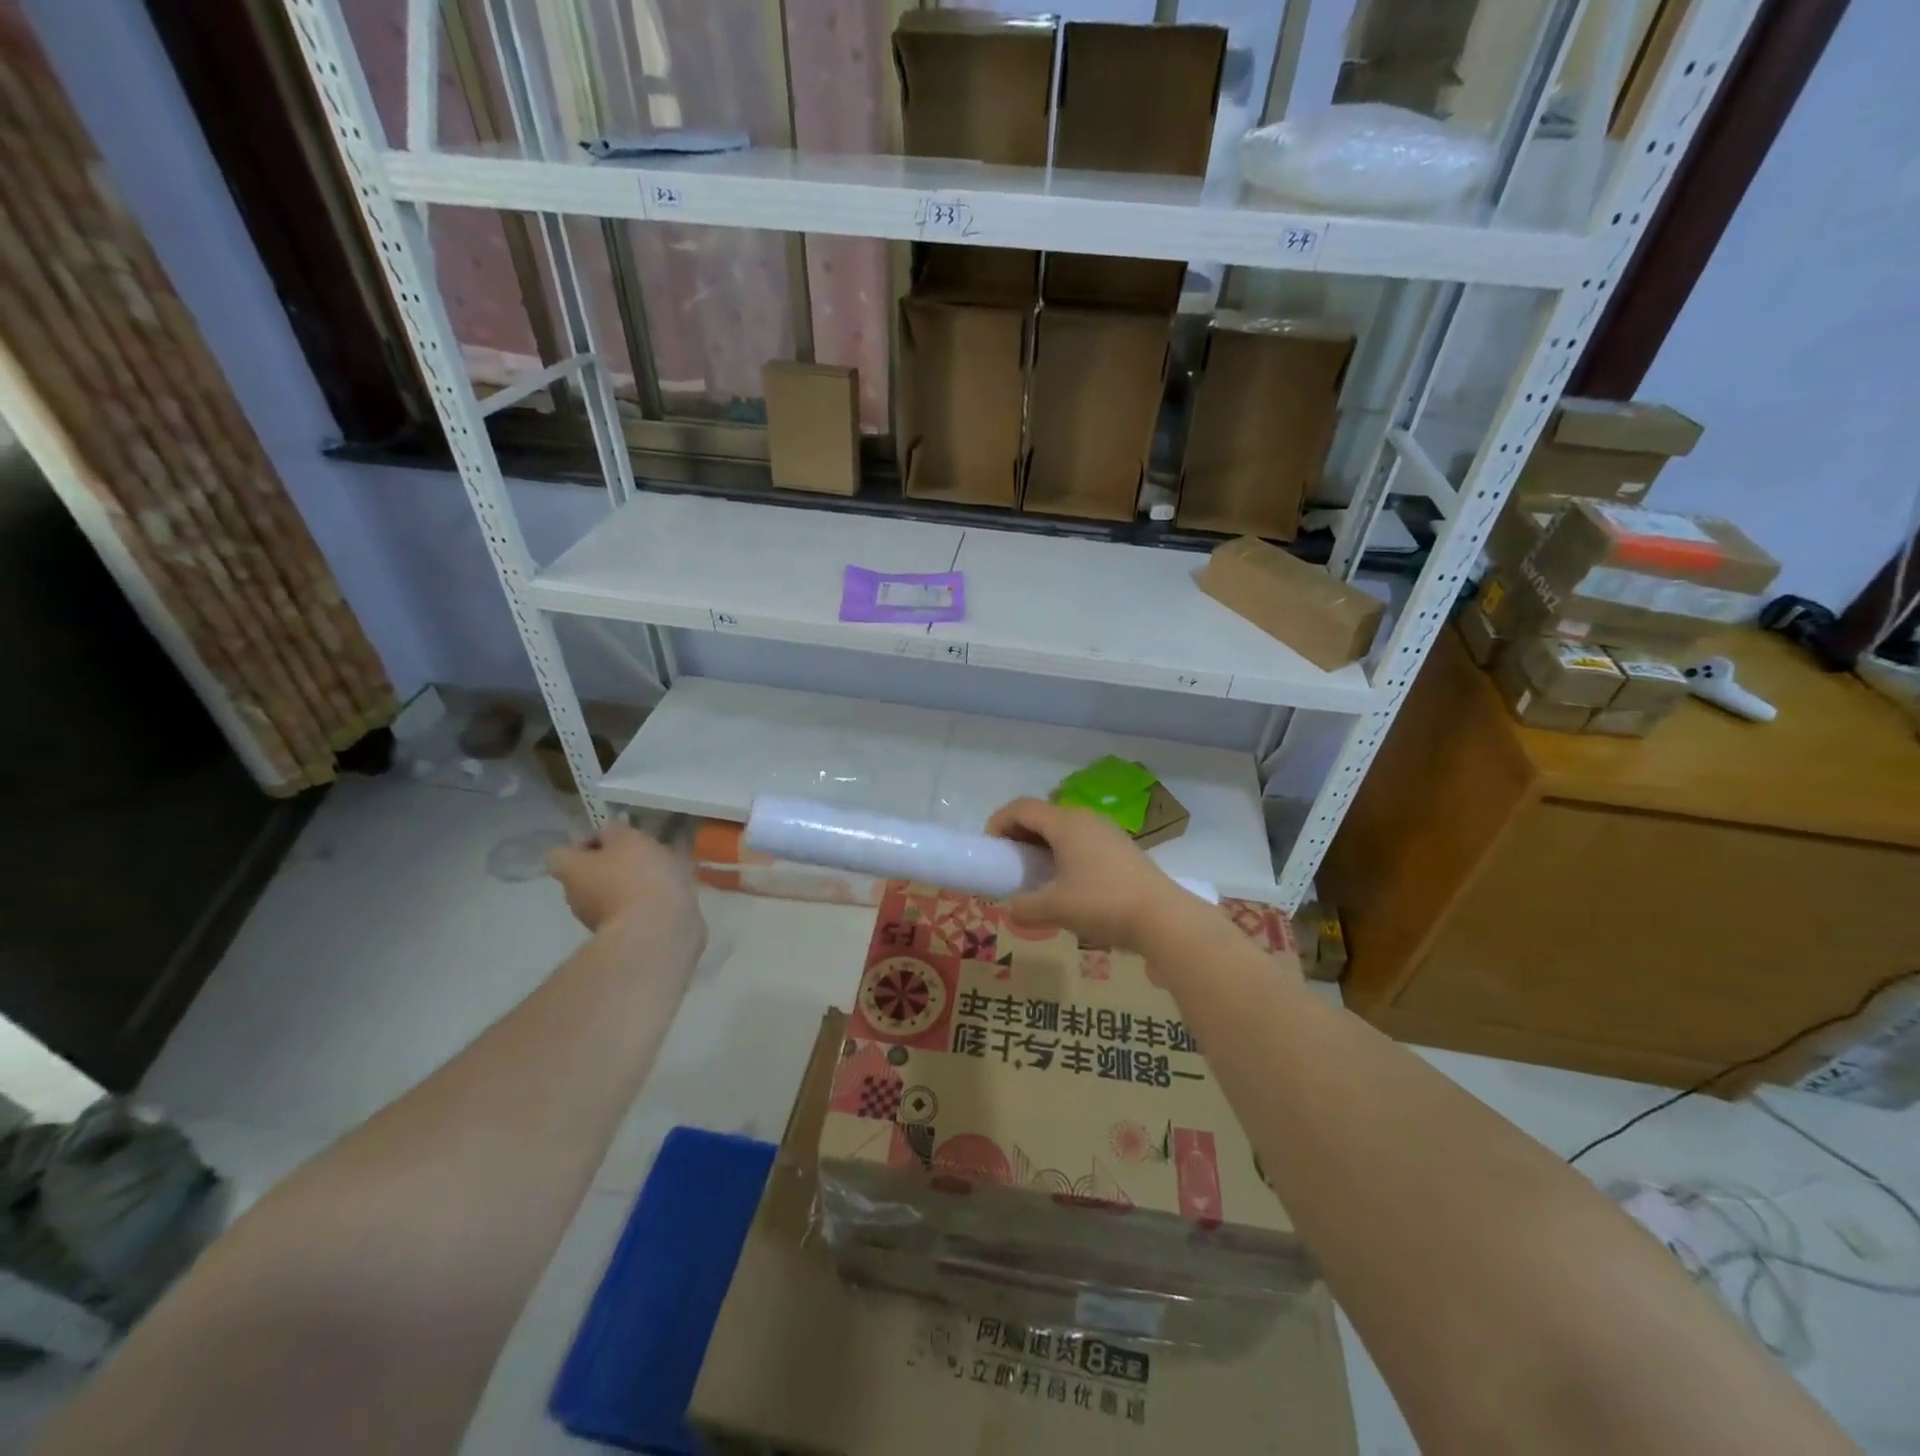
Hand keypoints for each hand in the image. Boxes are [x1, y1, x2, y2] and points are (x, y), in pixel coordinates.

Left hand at [547, 819, 704, 948]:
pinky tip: (675, 887)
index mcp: (572, 871)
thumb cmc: (637, 877)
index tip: (610, 839)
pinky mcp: (628, 933)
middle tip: (642, 851)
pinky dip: (649, 898)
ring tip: (666, 868)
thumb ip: (615, 830)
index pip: (560, 853)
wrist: (659, 931)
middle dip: (613, 862)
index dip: (583, 843)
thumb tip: (607, 832)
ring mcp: (601, 919)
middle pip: (589, 874)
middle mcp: (578, 897)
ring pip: (614, 891)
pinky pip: (635, 907)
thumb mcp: (628, 839)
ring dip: (634, 881)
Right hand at [984, 797, 1194, 954]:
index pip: (1021, 807)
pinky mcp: (1121, 848)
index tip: (989, 848)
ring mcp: (1107, 831)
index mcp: (1065, 823)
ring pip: (1064, 827)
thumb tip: (1012, 910)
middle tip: (1009, 862)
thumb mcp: (1055, 909)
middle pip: (1042, 814)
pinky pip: (1082, 840)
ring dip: (1043, 844)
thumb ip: (1024, 908)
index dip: (998, 822)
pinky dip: (1064, 852)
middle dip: (1019, 833)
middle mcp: (1085, 818)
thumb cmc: (1102, 904)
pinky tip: (1067, 882)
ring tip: (1035, 874)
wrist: (1163, 917)